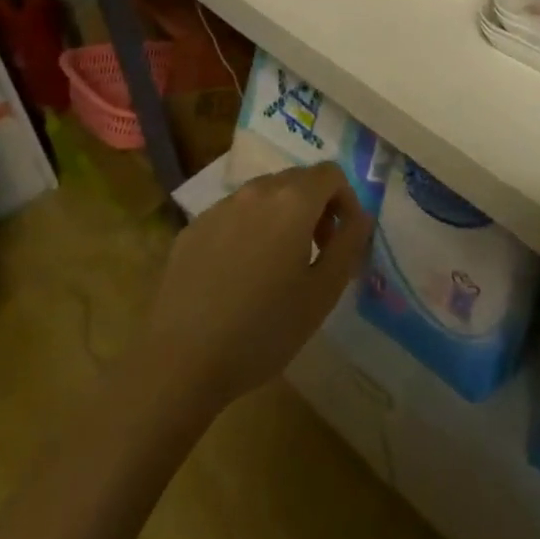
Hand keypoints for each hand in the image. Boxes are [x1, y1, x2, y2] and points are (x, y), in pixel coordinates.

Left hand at [146, 163, 372, 406]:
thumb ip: (350, 244)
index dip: (345, 201)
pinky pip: (233, 215)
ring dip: (282, 217)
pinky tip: (239, 276)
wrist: (179, 364)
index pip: (331, 174)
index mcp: (292, 201)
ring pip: (263, 196)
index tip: (342, 239)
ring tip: (277, 264)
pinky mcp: (192, 229)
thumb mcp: (323, 292)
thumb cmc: (264, 330)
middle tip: (316, 252)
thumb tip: (360, 216)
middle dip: (315, 207)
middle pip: (297, 180)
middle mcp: (255, 192)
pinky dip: (248, 230)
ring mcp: (218, 208)